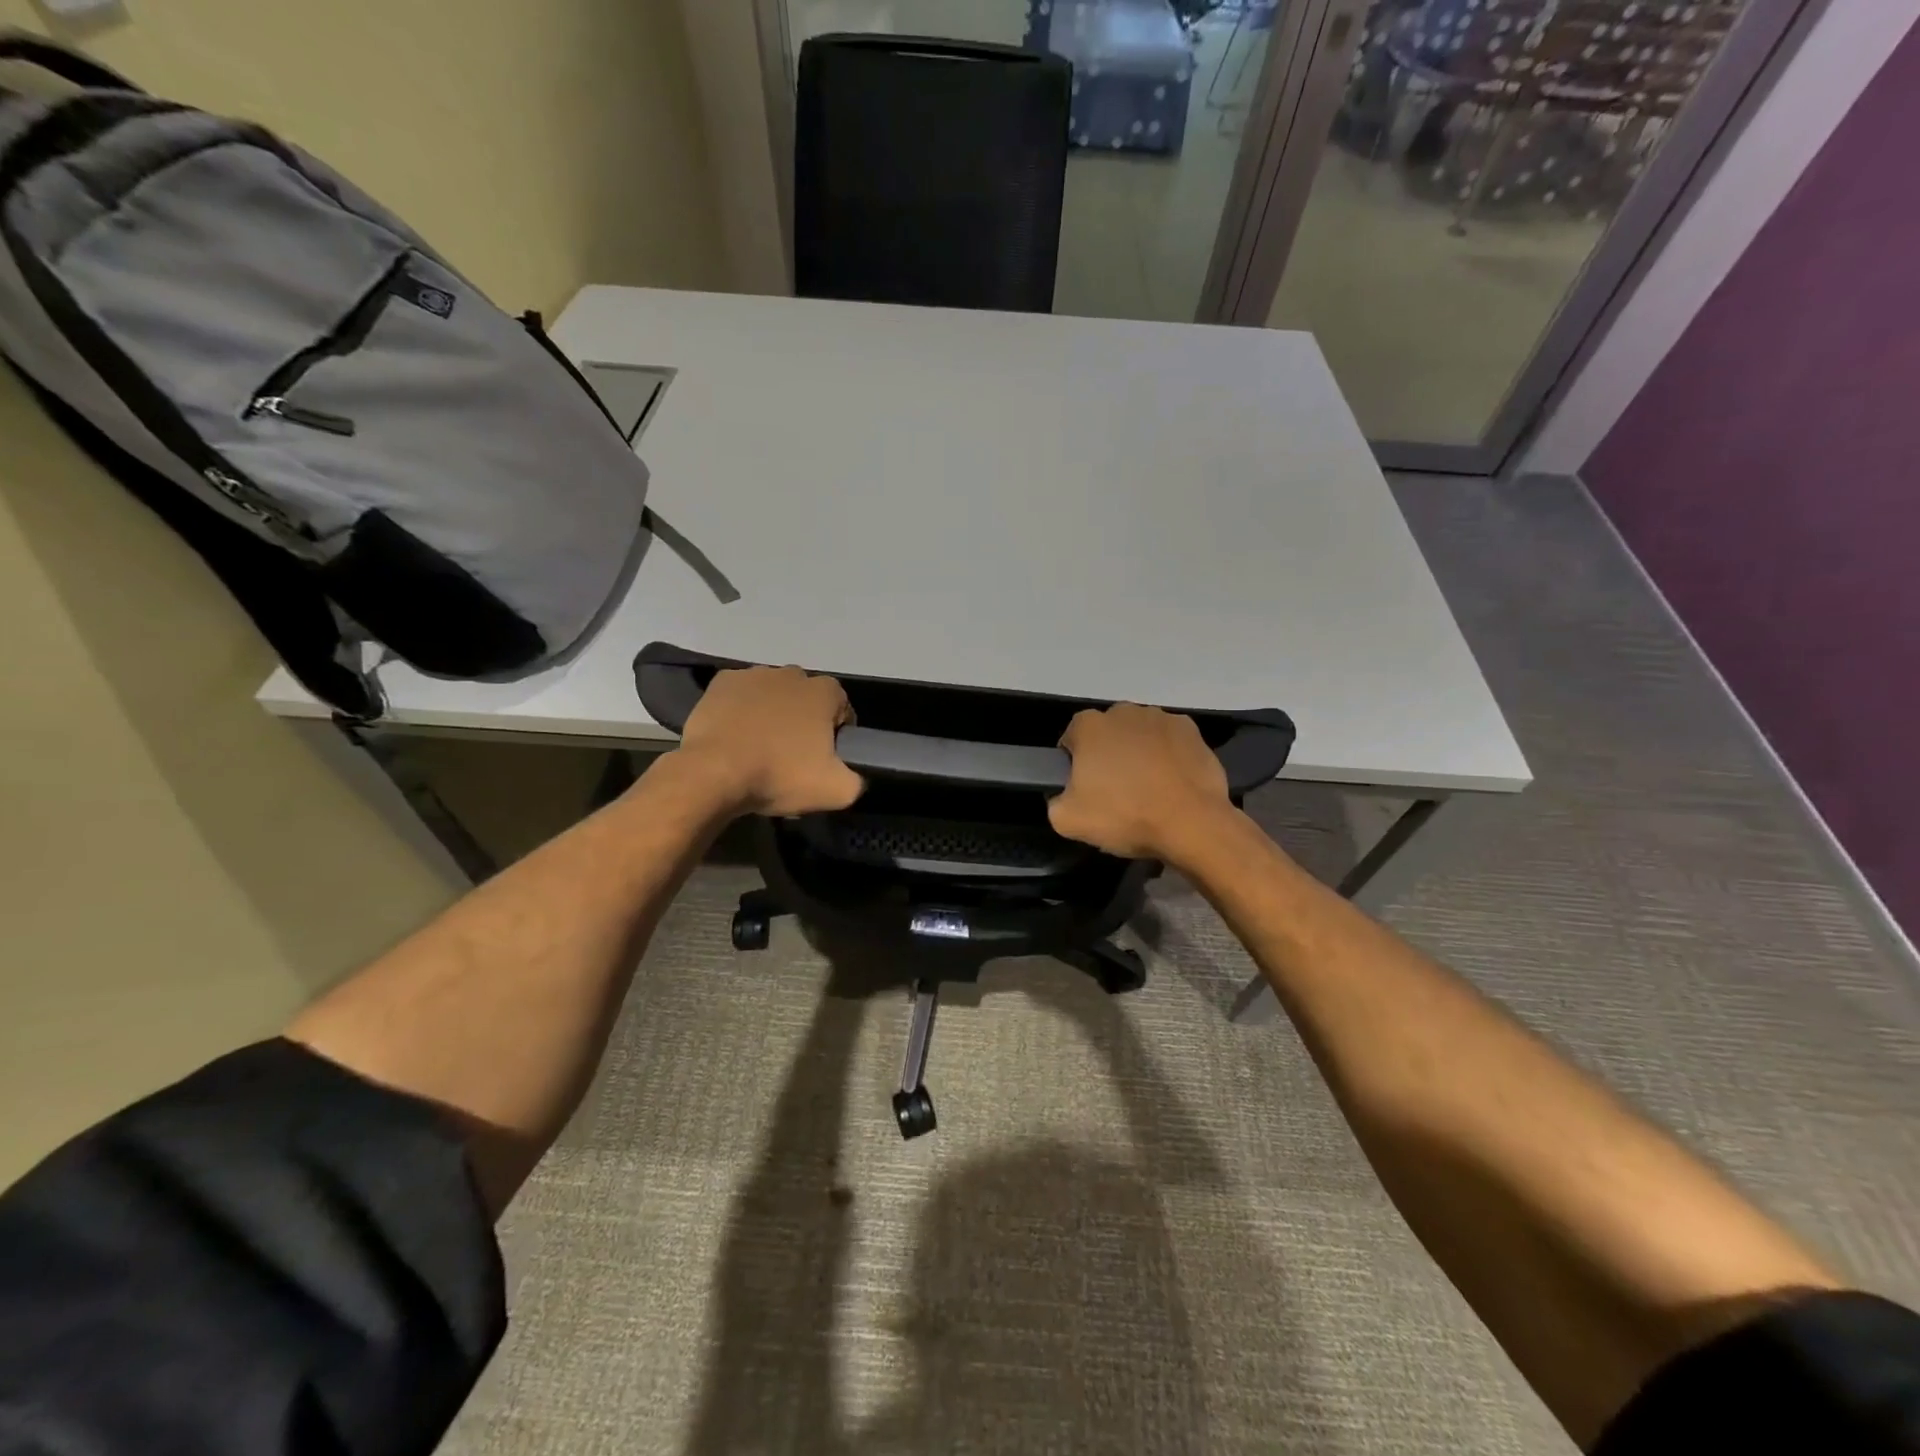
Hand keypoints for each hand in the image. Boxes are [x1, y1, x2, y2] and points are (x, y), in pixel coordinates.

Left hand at [671, 667, 864, 816]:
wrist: (714, 772)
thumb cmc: (780, 775)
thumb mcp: (836, 791)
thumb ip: (857, 781)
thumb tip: (853, 776)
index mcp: (824, 691)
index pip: (842, 708)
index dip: (837, 734)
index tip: (825, 758)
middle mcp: (792, 673)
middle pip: (806, 699)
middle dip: (804, 721)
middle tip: (793, 757)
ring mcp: (753, 674)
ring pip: (772, 695)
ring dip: (772, 714)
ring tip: (760, 749)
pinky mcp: (721, 683)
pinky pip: (740, 696)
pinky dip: (741, 711)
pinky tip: (736, 737)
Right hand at [1048, 703, 1233, 862]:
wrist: (1191, 823)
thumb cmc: (1125, 816)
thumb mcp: (1067, 821)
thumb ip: (1055, 801)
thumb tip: (1064, 795)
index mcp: (1089, 726)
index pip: (1071, 739)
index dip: (1074, 765)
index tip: (1084, 789)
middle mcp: (1124, 711)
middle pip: (1107, 733)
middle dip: (1108, 755)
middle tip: (1115, 791)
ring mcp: (1161, 717)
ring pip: (1139, 735)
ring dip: (1138, 754)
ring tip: (1148, 790)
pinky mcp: (1191, 731)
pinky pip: (1169, 742)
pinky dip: (1168, 757)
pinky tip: (1171, 783)